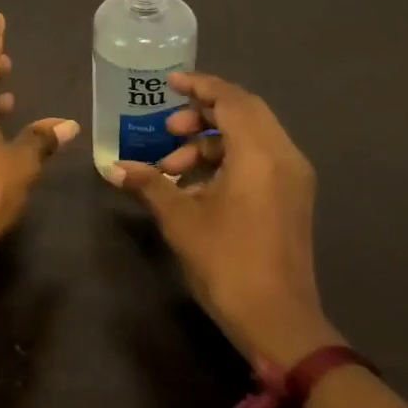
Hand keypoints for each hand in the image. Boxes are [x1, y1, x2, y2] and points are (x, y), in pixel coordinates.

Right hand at [108, 73, 337, 369]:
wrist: (279, 323)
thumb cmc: (227, 262)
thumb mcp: (181, 220)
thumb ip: (149, 184)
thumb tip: (114, 167)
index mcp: (260, 153)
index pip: (231, 98)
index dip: (199, 86)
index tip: (169, 84)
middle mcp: (284, 156)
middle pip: (244, 112)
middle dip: (202, 115)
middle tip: (167, 130)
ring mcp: (293, 178)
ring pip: (251, 137)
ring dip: (210, 143)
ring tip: (172, 170)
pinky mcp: (292, 198)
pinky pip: (259, 159)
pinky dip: (227, 160)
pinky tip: (195, 189)